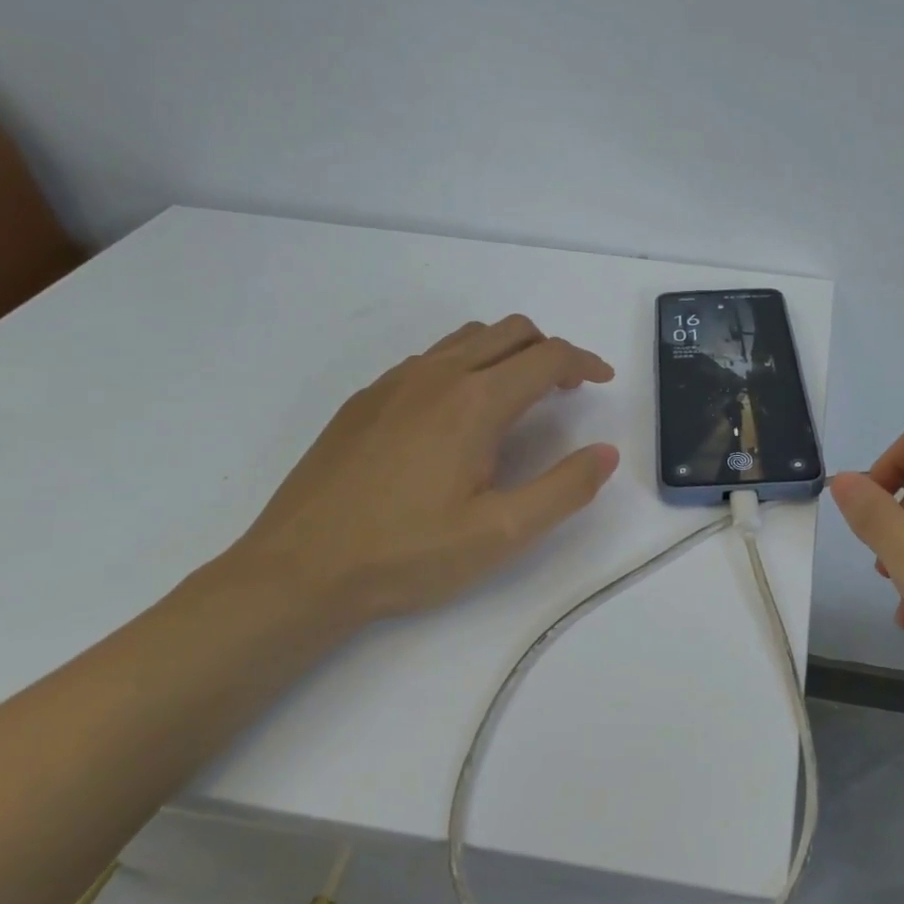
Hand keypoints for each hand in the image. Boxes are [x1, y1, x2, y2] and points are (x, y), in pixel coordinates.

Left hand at [225, 316, 619, 627]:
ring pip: (468, 339)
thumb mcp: (501, 533)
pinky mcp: (365, 399)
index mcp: (475, 402)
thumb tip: (606, 452)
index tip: (604, 379)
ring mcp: (395, 383)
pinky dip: (466, 364)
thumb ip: (564, 489)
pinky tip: (459, 413)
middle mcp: (436, 375)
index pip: (546, 357)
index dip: (584, 362)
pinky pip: (431, 358)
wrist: (297, 571)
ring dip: (507, 352)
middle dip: (550, 350)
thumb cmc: (407, 554)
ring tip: (521, 394)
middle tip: (568, 389)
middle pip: (510, 332)